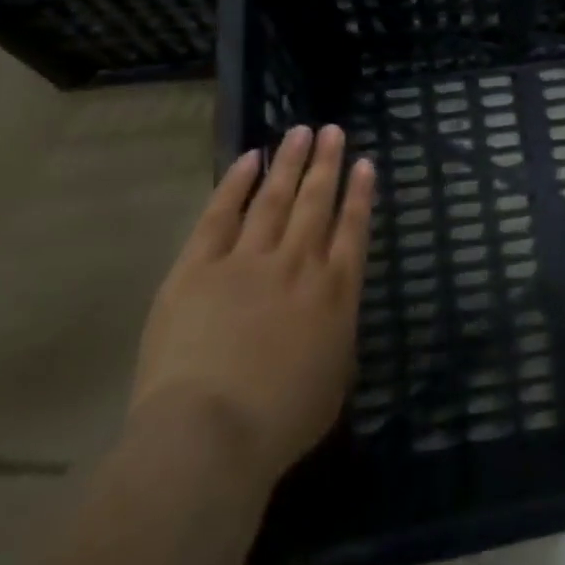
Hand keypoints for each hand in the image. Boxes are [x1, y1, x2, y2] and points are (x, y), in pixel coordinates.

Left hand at [130, 125, 375, 488]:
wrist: (210, 433)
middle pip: (316, 202)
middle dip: (326, 164)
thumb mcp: (334, 380)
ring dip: (289, 163)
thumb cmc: (281, 421)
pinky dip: (236, 184)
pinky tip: (248, 159)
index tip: (365, 163)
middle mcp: (299, 264)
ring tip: (300, 132)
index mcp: (335, 293)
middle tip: (332, 131)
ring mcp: (248, 260)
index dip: (360, 194)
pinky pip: (221, 214)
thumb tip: (332, 311)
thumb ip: (337, 335)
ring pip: (274, 198)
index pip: (353, 229)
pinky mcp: (199, 267)